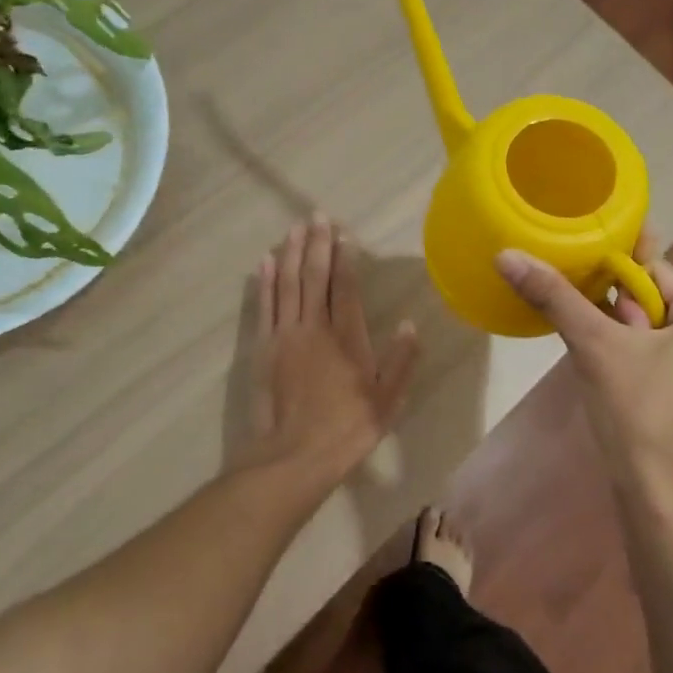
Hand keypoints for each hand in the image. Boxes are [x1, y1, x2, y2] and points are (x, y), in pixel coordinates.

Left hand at [243, 216, 418, 486]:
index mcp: (346, 337)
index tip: (344, 233)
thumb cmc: (346, 429)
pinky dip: (264, 281)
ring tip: (294, 227)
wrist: (293, 456)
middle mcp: (314, 327)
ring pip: (287, 284)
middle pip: (313, 276)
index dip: (345, 258)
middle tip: (316, 215)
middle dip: (316, 244)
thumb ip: (400, 361)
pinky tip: (264, 261)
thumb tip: (409, 324)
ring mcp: (285, 335)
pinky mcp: (263, 348)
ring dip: (290, 253)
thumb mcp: (387, 400)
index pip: (345, 287)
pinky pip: (264, 306)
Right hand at [496, 234, 672, 519]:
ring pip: (666, 330)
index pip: (659, 273)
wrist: (660, 496)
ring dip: (630, 336)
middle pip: (663, 302)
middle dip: (624, 315)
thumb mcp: (594, 346)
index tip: (586, 299)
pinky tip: (622, 377)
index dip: (616, 281)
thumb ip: (554, 296)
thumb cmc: (636, 412)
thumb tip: (507, 255)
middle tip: (599, 343)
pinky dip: (645, 357)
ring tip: (606, 362)